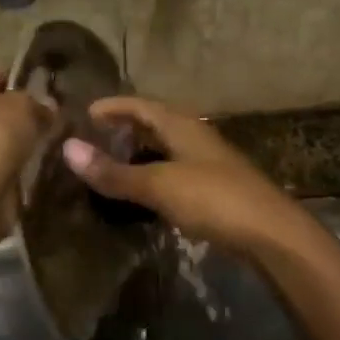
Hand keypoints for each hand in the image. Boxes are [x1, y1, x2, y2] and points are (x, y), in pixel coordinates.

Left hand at [0, 67, 48, 207]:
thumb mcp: (21, 105)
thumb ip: (36, 100)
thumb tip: (47, 107)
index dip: (22, 82)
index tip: (48, 95)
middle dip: (22, 113)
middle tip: (52, 118)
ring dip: (20, 139)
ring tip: (50, 140)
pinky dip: (15, 161)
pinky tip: (38, 162)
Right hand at [61, 96, 307, 255]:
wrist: (271, 234)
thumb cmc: (213, 198)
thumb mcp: (158, 184)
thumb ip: (114, 172)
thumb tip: (67, 149)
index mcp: (182, 126)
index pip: (140, 105)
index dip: (112, 106)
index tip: (84, 113)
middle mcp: (195, 136)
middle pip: (154, 124)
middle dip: (124, 128)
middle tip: (93, 139)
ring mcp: (207, 163)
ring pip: (165, 149)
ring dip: (139, 153)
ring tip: (110, 165)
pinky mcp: (214, 189)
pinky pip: (174, 172)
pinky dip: (153, 176)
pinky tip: (142, 194)